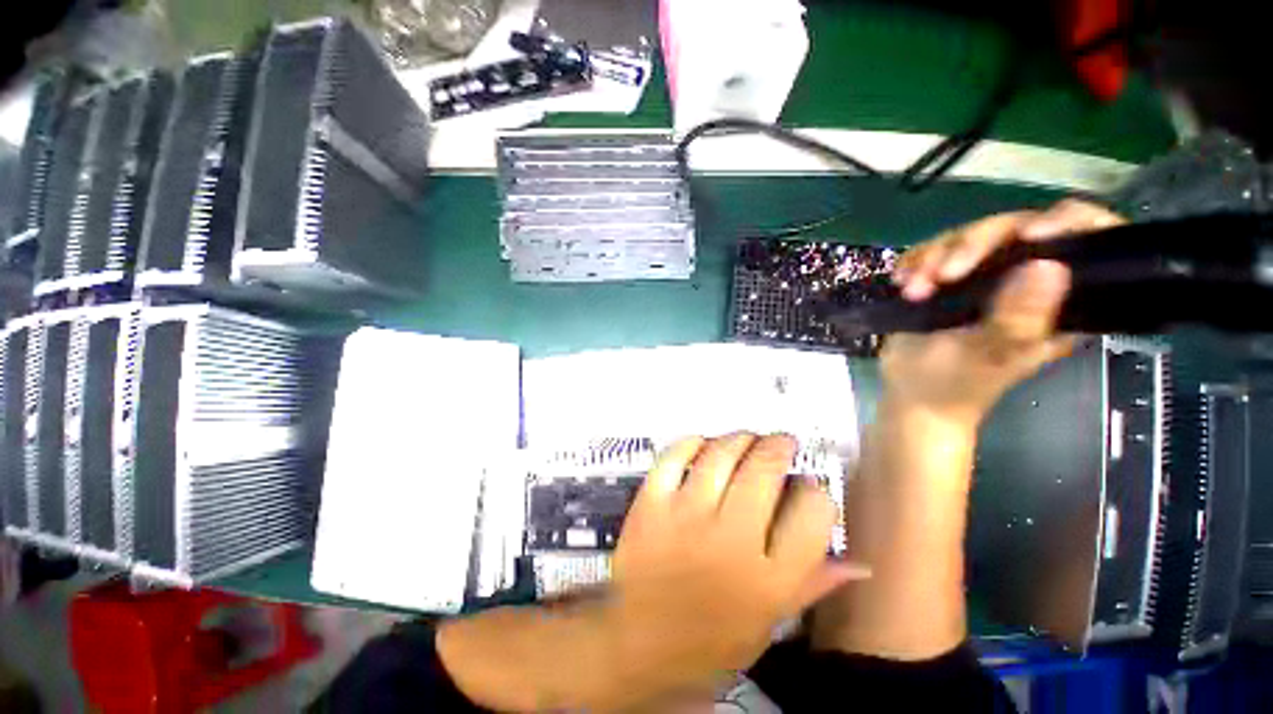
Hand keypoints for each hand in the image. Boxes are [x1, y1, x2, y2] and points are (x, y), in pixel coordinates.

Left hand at [604, 433, 868, 696]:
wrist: (638, 644)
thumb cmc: (709, 641)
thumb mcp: (767, 623)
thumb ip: (811, 586)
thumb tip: (858, 563)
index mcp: (769, 581)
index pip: (813, 516)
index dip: (816, 491)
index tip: (809, 484)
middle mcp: (731, 541)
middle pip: (764, 471)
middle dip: (778, 447)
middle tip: (780, 442)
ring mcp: (686, 517)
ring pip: (721, 455)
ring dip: (739, 438)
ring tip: (747, 439)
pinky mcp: (650, 505)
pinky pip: (674, 458)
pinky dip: (691, 443)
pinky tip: (702, 444)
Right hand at [884, 199, 1123, 426]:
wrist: (911, 396)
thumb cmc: (955, 383)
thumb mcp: (989, 355)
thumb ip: (1020, 317)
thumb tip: (1049, 266)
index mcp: (1061, 301)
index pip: (1087, 242)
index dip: (1069, 224)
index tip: (1032, 234)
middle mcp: (1028, 280)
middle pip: (1015, 229)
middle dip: (973, 246)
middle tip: (942, 276)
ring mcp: (986, 277)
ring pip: (969, 236)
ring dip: (933, 258)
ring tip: (912, 291)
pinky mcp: (949, 279)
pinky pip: (935, 250)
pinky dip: (915, 261)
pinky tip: (902, 281)